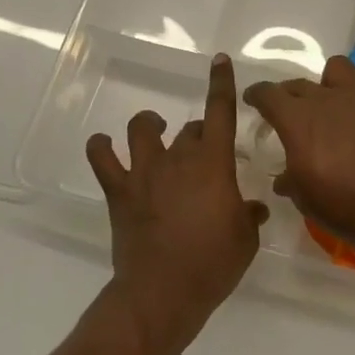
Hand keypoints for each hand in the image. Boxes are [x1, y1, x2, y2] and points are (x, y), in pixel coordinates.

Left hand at [86, 54, 267, 345]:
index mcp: (213, 164)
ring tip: (156, 131)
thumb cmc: (213, 265)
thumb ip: (248, 216)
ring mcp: (144, 172)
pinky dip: (102, 147)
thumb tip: (252, 208)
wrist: (162, 293)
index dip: (221, 83)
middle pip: (189, 128)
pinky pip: (102, 157)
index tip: (219, 61)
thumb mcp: (245, 240)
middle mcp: (178, 158)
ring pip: (143, 129)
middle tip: (204, 157)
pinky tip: (105, 145)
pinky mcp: (119, 192)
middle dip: (198, 135)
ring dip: (151, 125)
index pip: (220, 112)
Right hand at [244, 56, 354, 250]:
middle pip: (299, 84)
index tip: (254, 100)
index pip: (267, 94)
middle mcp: (324, 98)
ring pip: (337, 67)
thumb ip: (290, 180)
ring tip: (335, 100)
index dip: (257, 95)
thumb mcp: (304, 198)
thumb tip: (284, 179)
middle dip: (291, 96)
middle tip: (294, 112)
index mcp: (295, 119)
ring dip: (331, 82)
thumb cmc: (342, 204)